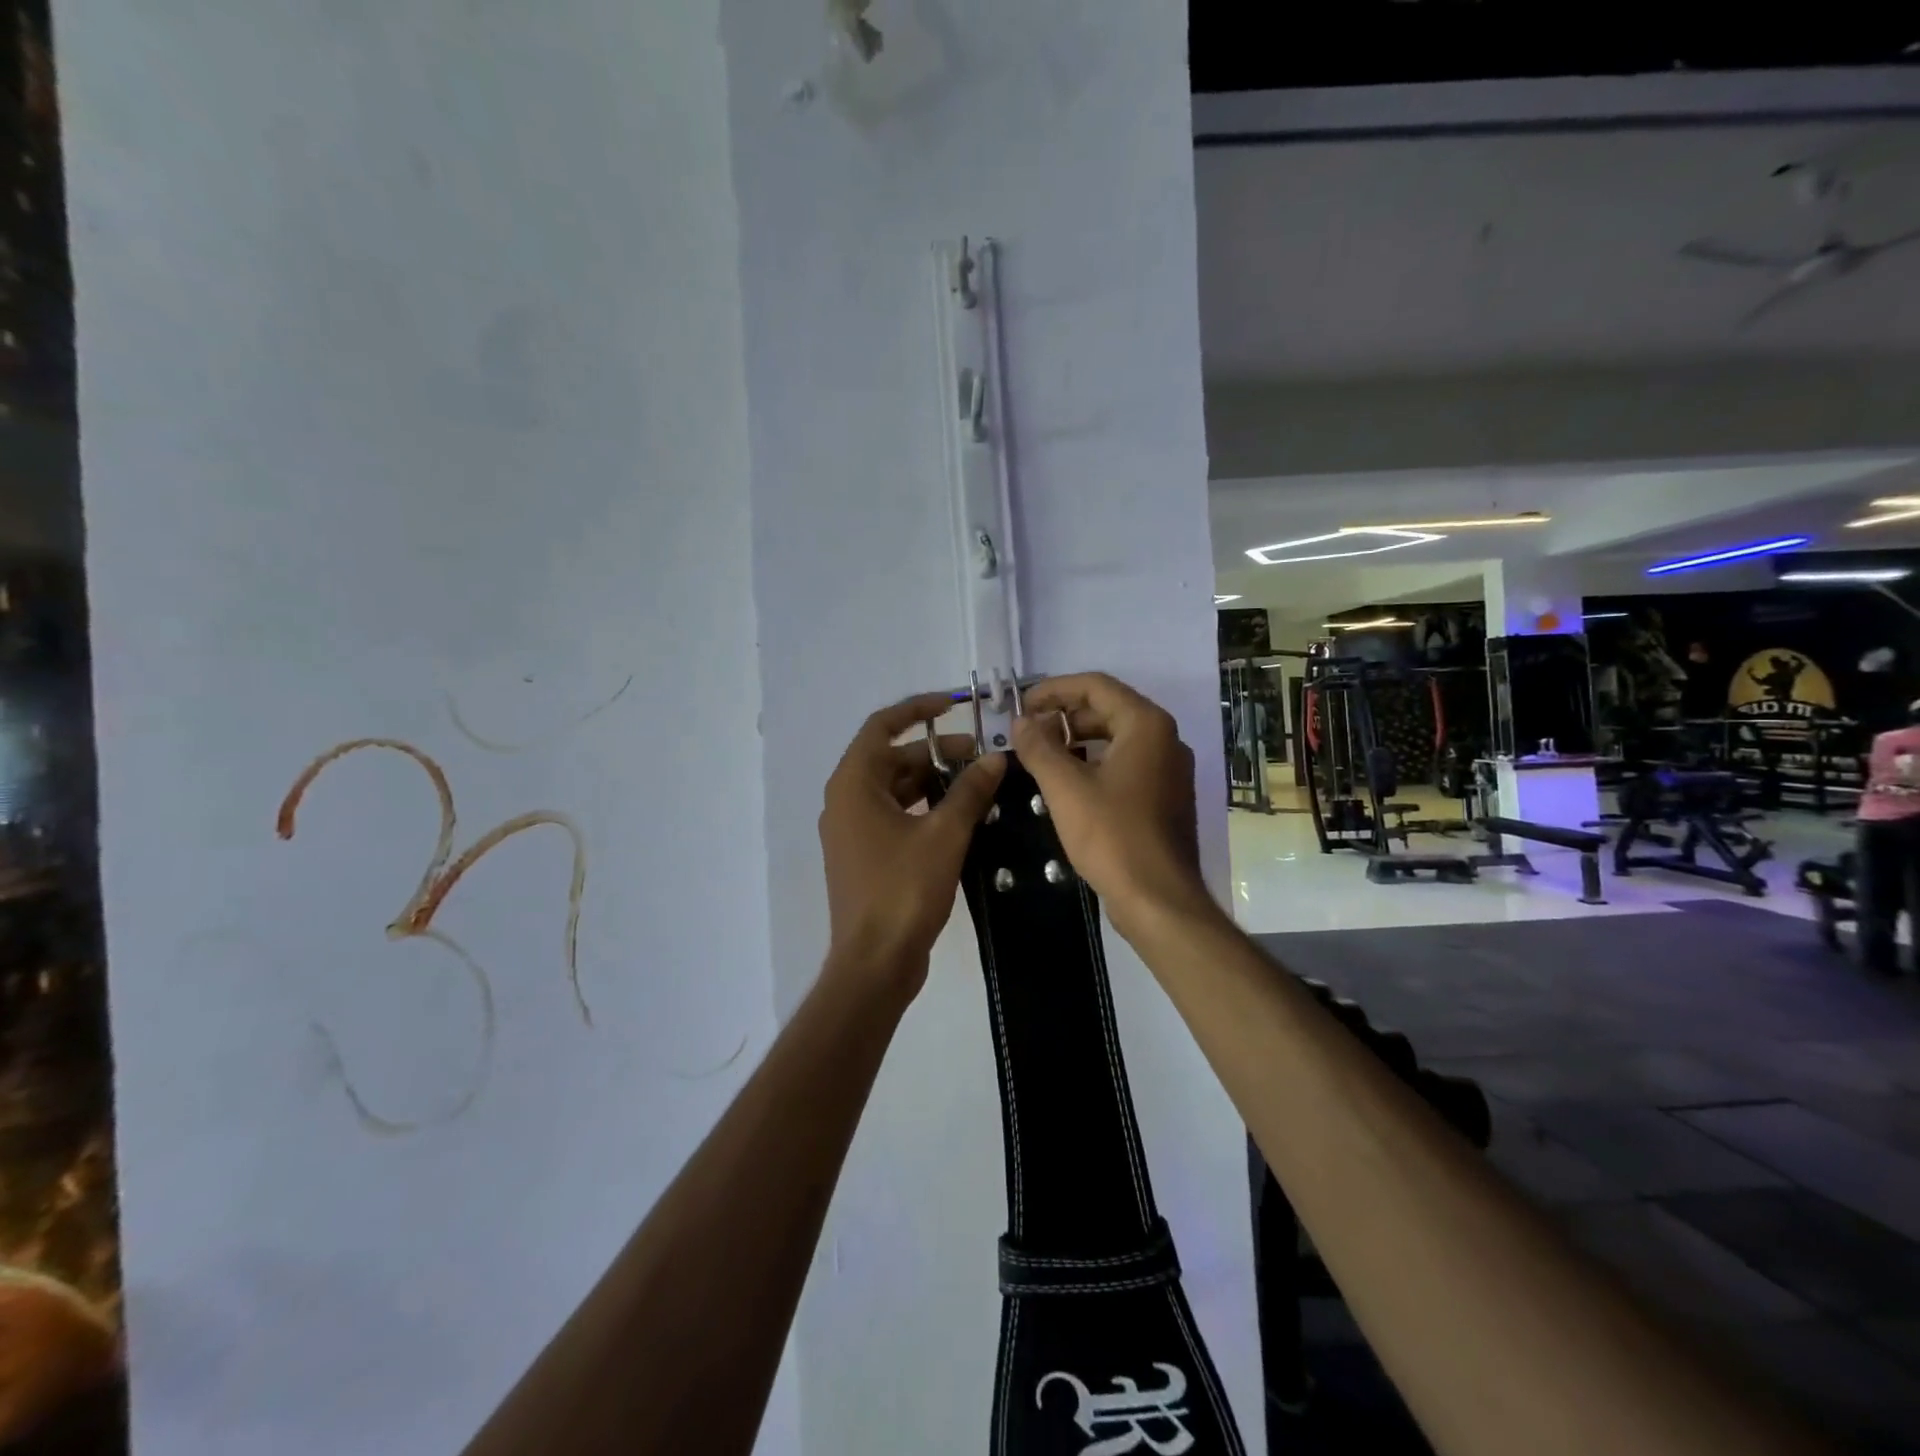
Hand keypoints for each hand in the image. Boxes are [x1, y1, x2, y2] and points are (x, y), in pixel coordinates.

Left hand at [819, 691, 1006, 994]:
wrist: (874, 962)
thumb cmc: (903, 890)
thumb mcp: (944, 834)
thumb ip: (969, 791)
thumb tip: (995, 758)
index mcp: (853, 784)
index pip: (882, 726)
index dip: (918, 710)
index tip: (954, 705)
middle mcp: (845, 800)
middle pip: (890, 758)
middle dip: (934, 752)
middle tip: (979, 756)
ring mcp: (851, 830)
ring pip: (894, 789)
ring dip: (931, 781)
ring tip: (975, 784)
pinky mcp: (863, 855)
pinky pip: (893, 815)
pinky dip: (922, 808)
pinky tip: (957, 816)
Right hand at [1012, 674, 1214, 939]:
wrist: (1158, 899)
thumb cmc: (1112, 836)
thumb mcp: (1065, 788)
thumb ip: (1039, 747)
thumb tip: (1021, 722)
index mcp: (1146, 725)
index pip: (1096, 686)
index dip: (1053, 690)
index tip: (1021, 705)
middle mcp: (1165, 738)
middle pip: (1108, 709)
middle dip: (1064, 716)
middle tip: (1027, 733)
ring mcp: (1169, 769)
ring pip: (1116, 738)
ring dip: (1077, 740)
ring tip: (1041, 756)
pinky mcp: (1165, 797)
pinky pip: (1126, 764)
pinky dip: (1095, 763)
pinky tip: (1067, 783)